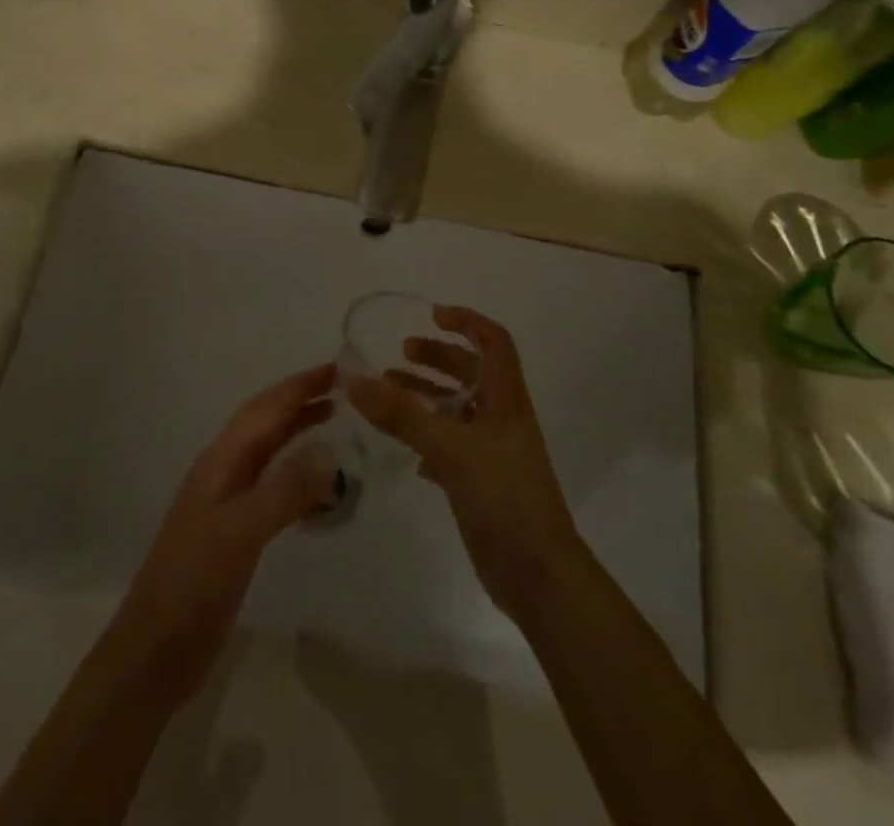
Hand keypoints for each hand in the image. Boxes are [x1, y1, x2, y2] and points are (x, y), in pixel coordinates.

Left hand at [105, 364, 336, 702]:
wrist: (155, 650)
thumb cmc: (193, 583)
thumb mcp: (240, 532)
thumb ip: (285, 490)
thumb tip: (331, 451)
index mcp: (221, 460)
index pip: (265, 409)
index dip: (299, 386)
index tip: (338, 368)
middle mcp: (225, 471)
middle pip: (266, 423)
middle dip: (302, 400)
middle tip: (346, 390)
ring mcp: (229, 502)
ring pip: (270, 452)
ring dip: (300, 431)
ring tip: (337, 422)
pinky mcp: (237, 532)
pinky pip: (274, 485)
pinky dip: (299, 473)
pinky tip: (319, 485)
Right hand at [348, 307, 582, 621]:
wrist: (538, 576)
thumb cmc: (503, 497)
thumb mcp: (450, 448)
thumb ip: (402, 414)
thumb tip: (355, 380)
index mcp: (506, 399)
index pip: (494, 342)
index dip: (467, 321)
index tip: (432, 315)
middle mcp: (501, 419)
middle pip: (470, 372)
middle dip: (437, 357)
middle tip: (400, 353)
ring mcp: (491, 452)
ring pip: (456, 410)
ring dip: (425, 395)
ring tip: (387, 392)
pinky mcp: (479, 482)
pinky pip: (448, 446)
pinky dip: (425, 437)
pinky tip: (401, 447)